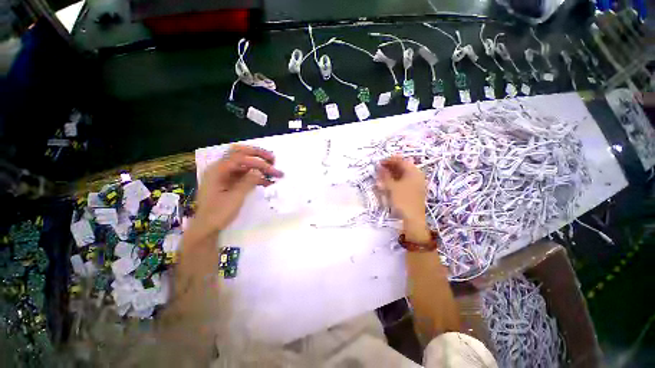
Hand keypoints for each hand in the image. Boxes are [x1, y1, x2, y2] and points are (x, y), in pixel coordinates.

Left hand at [194, 145, 283, 234]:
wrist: (207, 228)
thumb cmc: (218, 213)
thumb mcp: (235, 197)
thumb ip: (248, 181)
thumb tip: (260, 170)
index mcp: (218, 170)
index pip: (240, 157)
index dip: (258, 159)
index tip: (272, 165)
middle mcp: (220, 169)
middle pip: (240, 155)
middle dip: (258, 155)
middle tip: (273, 159)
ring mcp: (224, 176)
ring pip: (244, 165)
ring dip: (259, 167)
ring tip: (273, 172)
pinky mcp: (229, 183)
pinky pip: (244, 175)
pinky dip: (255, 177)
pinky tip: (267, 182)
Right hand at [376, 156, 428, 241]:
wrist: (413, 219)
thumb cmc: (402, 200)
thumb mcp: (391, 187)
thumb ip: (385, 175)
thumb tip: (379, 166)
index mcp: (413, 172)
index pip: (401, 161)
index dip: (389, 160)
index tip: (379, 162)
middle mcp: (417, 176)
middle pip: (403, 167)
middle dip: (390, 167)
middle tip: (379, 169)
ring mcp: (416, 184)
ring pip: (403, 174)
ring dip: (392, 173)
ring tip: (382, 176)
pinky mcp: (414, 191)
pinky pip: (404, 181)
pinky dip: (396, 180)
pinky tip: (389, 183)